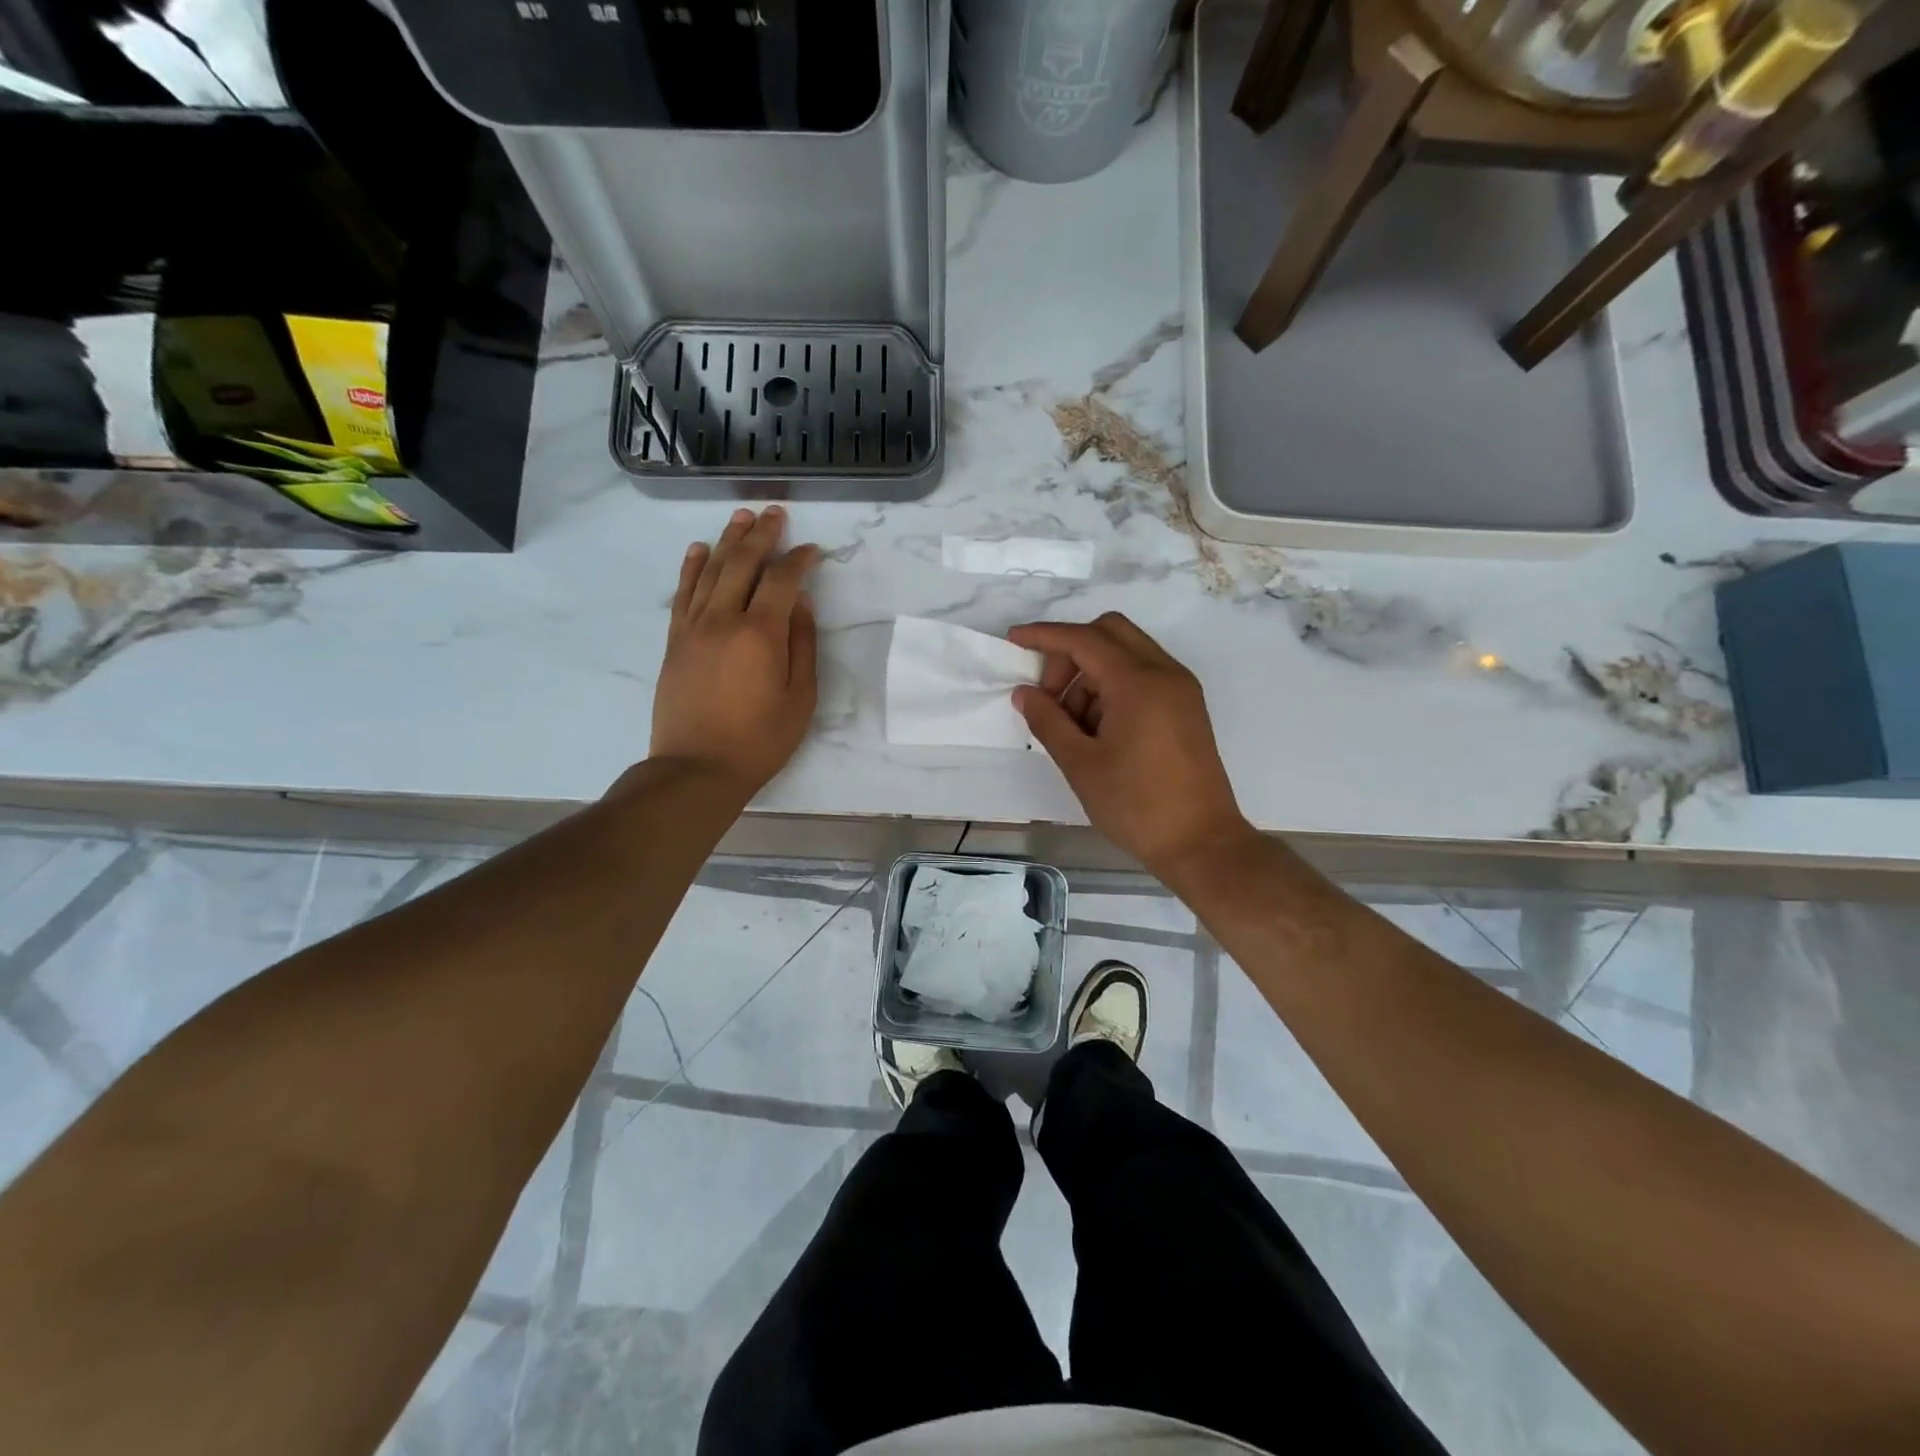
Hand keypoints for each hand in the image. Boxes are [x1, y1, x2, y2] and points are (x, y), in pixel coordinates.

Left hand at [650, 507, 820, 799]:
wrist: (697, 768)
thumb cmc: (759, 739)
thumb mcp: (800, 698)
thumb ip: (803, 646)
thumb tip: (802, 605)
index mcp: (761, 633)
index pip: (782, 581)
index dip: (799, 560)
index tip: (811, 549)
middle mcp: (724, 619)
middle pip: (743, 563)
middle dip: (761, 535)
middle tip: (774, 513)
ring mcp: (694, 627)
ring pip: (710, 570)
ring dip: (727, 540)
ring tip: (741, 518)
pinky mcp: (674, 640)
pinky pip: (683, 593)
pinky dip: (691, 567)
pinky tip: (698, 549)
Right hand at [1010, 612, 1255, 880]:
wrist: (1201, 843)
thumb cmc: (1136, 805)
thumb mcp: (1081, 764)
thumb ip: (1048, 720)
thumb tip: (1024, 692)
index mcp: (1138, 682)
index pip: (1083, 639)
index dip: (1044, 636)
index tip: (1013, 640)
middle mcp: (1164, 672)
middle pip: (1109, 632)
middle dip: (1071, 652)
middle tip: (1050, 696)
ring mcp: (1181, 688)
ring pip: (1127, 652)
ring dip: (1092, 673)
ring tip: (1073, 725)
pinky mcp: (1186, 706)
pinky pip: (1144, 674)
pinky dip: (1114, 685)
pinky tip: (1099, 728)